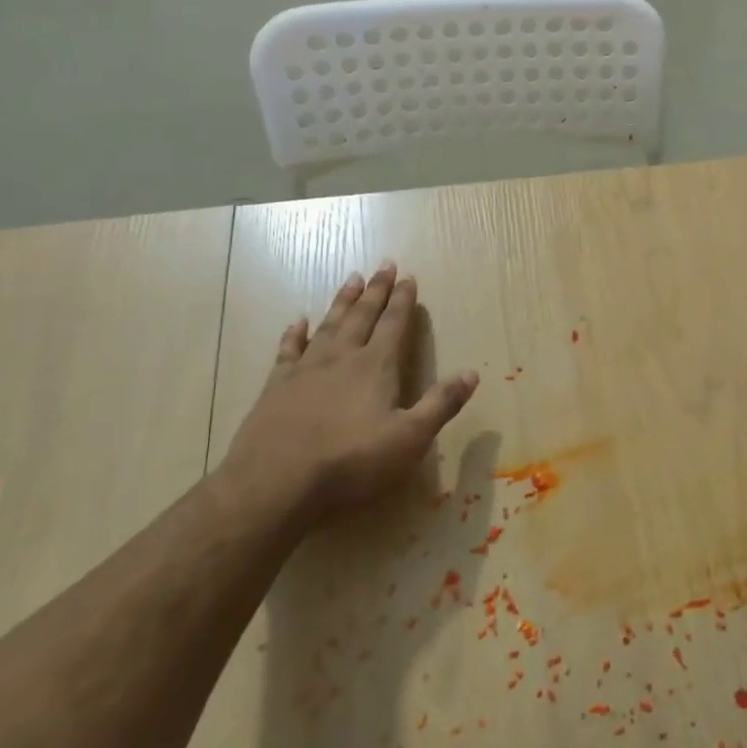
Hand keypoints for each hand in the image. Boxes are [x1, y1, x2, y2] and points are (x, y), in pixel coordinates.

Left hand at [217, 263, 478, 523]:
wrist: (274, 483)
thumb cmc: (350, 462)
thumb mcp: (409, 438)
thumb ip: (441, 404)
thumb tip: (472, 373)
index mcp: (376, 367)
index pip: (394, 324)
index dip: (404, 300)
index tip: (409, 276)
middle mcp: (342, 358)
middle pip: (362, 316)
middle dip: (376, 290)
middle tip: (383, 264)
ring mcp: (306, 369)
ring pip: (329, 325)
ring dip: (342, 302)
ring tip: (351, 279)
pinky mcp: (276, 386)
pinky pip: (288, 350)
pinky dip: (295, 333)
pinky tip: (297, 322)